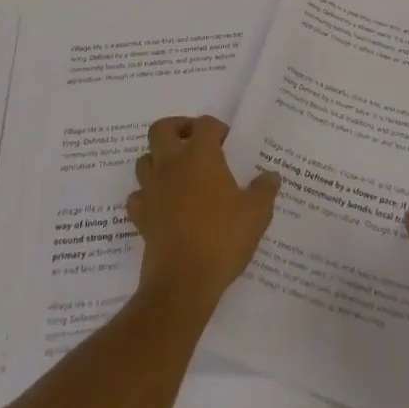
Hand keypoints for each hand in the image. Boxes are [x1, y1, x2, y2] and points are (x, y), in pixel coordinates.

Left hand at [128, 116, 281, 310]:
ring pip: (144, 160)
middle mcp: (171, 164)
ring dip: (158, 161)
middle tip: (194, 143)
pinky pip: (137, 196)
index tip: (228, 143)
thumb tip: (271, 176)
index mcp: (200, 155)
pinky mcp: (141, 218)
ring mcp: (152, 190)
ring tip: (179, 174)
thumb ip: (265, 189)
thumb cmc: (222, 237)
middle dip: (177, 130)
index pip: (205, 124)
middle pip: (161, 129)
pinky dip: (147, 196)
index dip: (217, 128)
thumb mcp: (257, 212)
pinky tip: (162, 206)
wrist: (183, 282)